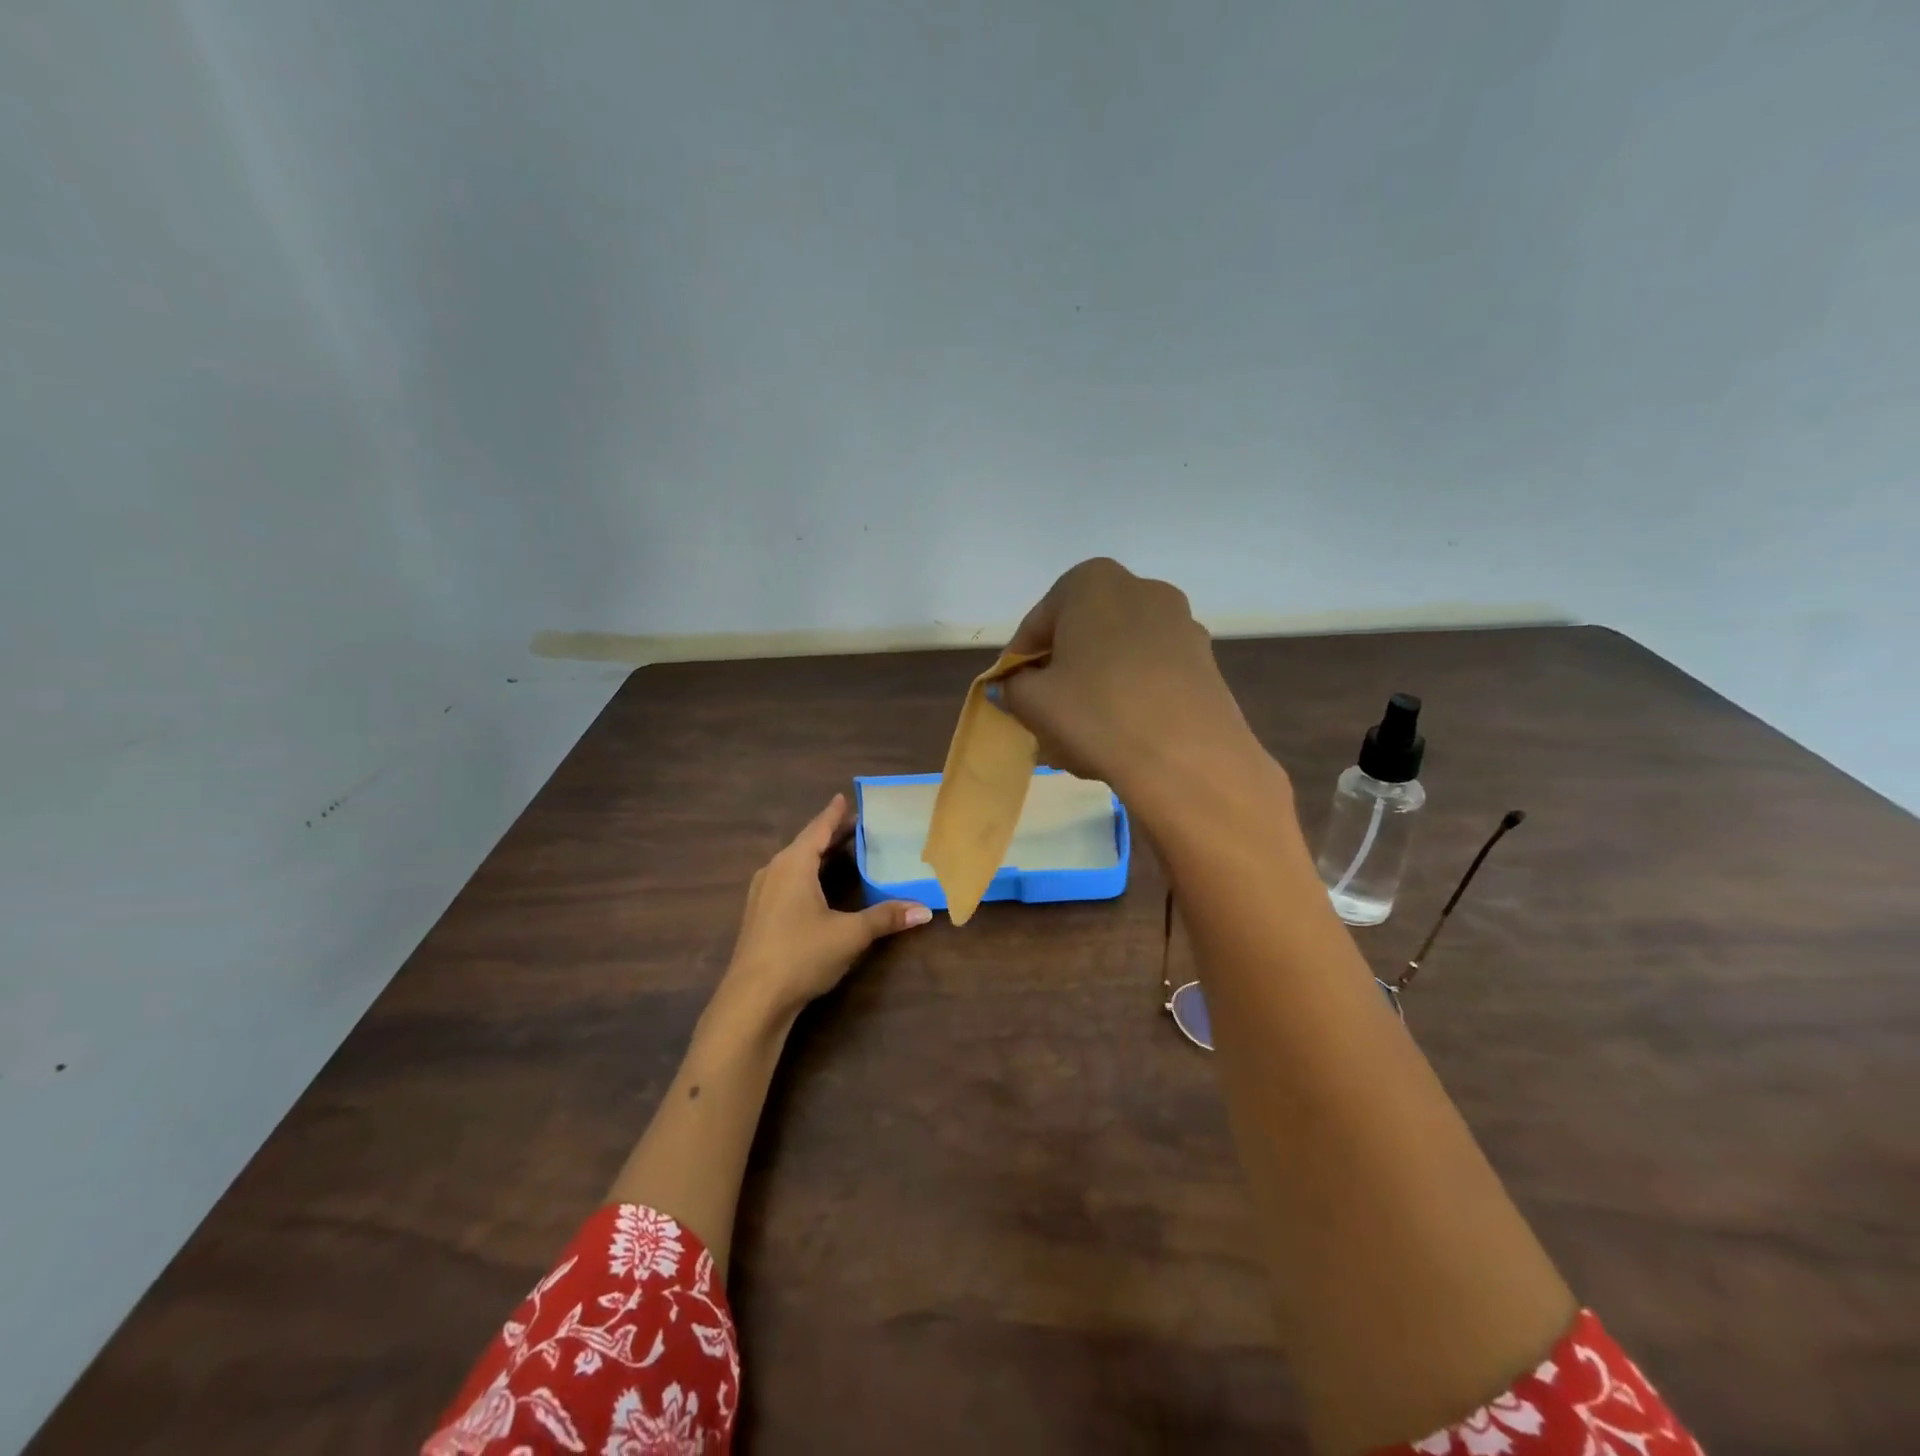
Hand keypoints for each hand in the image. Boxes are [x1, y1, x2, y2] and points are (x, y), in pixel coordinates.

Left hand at [720, 793, 931, 1021]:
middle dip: (830, 834)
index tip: (844, 797)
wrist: (752, 1000)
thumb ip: (886, 918)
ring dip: (817, 855)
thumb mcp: (850, 934)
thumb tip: (924, 910)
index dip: (834, 814)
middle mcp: (774, 871)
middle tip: (857, 825)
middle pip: (806, 844)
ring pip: (793, 863)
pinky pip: (786, 880)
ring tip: (840, 852)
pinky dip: (806, 873)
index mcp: (794, 864)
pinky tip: (816, 886)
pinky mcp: (758, 915)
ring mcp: (762, 894)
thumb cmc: (802, 955)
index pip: (818, 829)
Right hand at [997, 558, 1262, 799]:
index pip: (1038, 623)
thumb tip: (1016, 685)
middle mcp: (1141, 589)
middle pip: (1082, 633)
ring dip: (1096, 683)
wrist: (1186, 758)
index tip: (1011, 694)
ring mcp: (1180, 623)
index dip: (1018, 662)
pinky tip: (1120, 733)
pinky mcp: (1205, 660)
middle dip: (1061, 669)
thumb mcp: (1031, 701)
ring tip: (1082, 729)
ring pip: (1119, 653)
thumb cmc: (1095, 714)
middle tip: (1044, 710)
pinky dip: (1131, 694)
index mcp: (1092, 583)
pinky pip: (1151, 672)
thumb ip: (1013, 686)